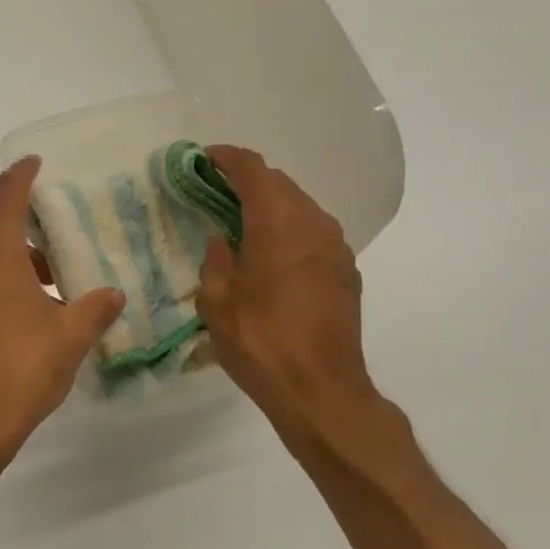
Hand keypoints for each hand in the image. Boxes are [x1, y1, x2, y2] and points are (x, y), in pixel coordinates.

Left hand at [0, 157, 125, 458]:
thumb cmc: (23, 367)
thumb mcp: (71, 336)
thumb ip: (96, 308)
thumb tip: (115, 295)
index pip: (8, 196)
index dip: (23, 174)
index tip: (35, 162)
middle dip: (32, 236)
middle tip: (66, 248)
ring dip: (18, 266)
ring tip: (56, 290)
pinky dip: (1, 288)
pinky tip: (29, 317)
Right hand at [196, 146, 384, 436]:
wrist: (320, 390)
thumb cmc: (260, 343)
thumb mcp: (217, 303)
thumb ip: (216, 261)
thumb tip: (223, 241)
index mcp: (278, 223)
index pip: (253, 169)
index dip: (226, 158)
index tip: (203, 159)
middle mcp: (313, 223)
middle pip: (280, 183)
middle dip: (247, 181)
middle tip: (215, 193)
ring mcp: (336, 247)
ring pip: (300, 207)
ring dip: (271, 206)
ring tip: (241, 224)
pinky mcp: (346, 270)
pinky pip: (314, 233)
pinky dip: (289, 230)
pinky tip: (271, 255)